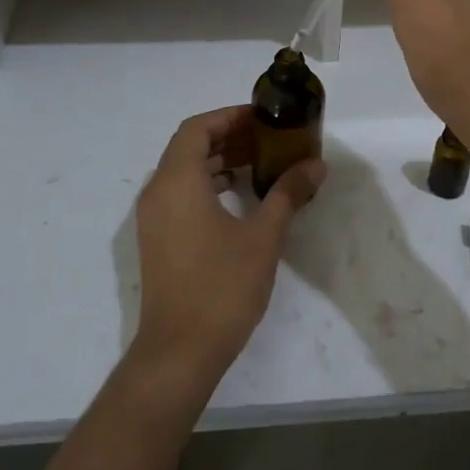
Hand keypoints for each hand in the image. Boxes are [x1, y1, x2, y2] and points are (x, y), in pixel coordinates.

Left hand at [130, 106, 324, 392]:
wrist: (178, 352)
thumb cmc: (221, 287)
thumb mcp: (263, 236)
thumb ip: (288, 193)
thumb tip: (316, 165)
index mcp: (177, 181)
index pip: (198, 128)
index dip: (230, 117)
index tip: (264, 119)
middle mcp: (157, 192)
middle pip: (190, 146)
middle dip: (229, 137)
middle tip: (269, 140)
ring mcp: (153, 218)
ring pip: (184, 171)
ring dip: (219, 161)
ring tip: (261, 164)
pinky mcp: (157, 240)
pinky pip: (180, 194)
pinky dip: (208, 184)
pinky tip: (240, 198)